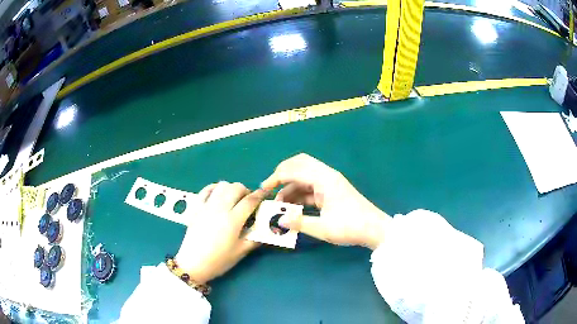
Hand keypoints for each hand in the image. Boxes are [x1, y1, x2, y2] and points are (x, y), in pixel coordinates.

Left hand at [175, 182, 266, 283]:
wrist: (193, 263)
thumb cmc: (219, 260)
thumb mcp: (241, 252)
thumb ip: (255, 238)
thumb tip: (266, 227)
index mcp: (233, 220)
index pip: (250, 200)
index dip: (260, 195)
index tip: (266, 193)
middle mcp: (220, 208)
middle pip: (236, 187)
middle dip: (246, 191)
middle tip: (248, 202)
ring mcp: (206, 205)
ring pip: (222, 185)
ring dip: (231, 189)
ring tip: (233, 199)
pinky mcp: (196, 207)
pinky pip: (206, 189)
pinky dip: (215, 188)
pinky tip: (218, 195)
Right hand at [261, 154, 390, 249]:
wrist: (375, 230)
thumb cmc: (351, 227)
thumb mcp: (323, 228)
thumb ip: (299, 223)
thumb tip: (278, 221)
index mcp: (325, 180)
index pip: (295, 170)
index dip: (277, 177)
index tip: (263, 188)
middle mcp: (327, 176)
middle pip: (300, 164)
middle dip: (283, 174)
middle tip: (270, 187)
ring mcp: (330, 183)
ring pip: (304, 177)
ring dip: (290, 187)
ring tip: (279, 205)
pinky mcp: (331, 192)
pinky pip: (310, 188)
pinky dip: (299, 194)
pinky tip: (291, 207)